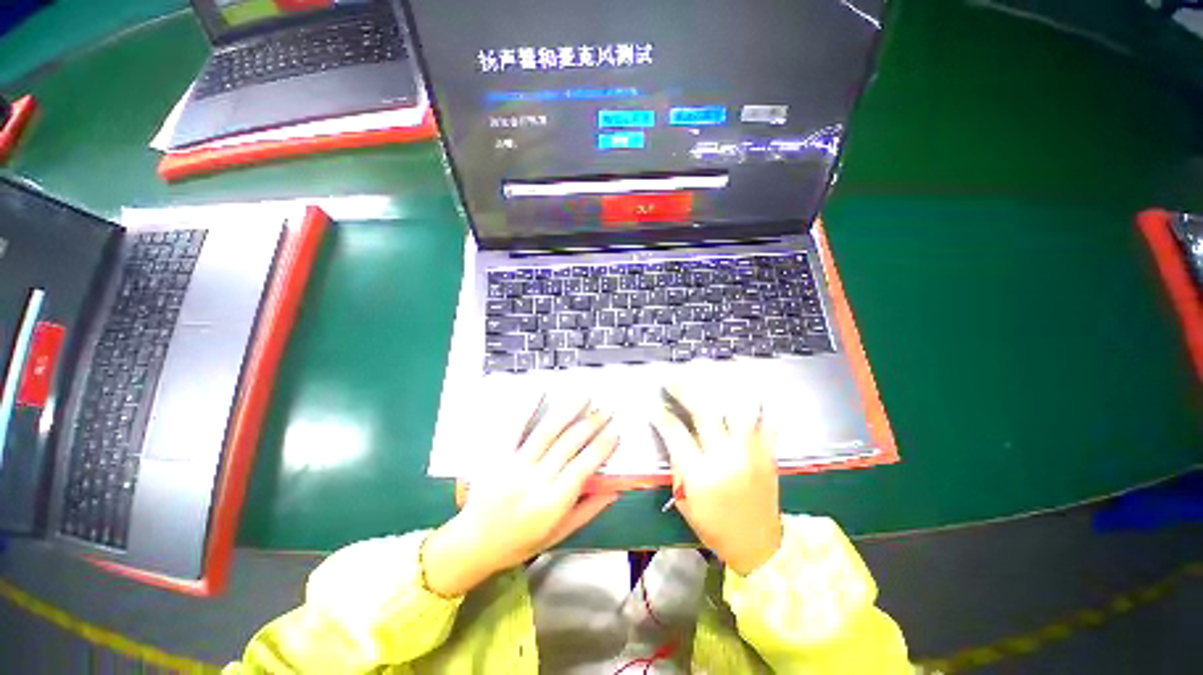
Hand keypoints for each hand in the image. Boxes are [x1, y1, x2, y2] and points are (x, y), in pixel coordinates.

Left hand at [422, 398, 619, 596]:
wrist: (473, 544)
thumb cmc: (519, 543)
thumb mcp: (558, 535)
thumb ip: (588, 511)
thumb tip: (615, 490)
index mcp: (552, 503)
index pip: (584, 467)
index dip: (602, 447)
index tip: (615, 433)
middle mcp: (535, 480)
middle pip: (569, 444)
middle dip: (592, 423)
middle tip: (607, 410)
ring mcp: (515, 465)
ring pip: (547, 432)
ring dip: (568, 411)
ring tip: (585, 397)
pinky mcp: (498, 455)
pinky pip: (515, 428)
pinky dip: (528, 408)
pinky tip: (540, 392)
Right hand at [652, 388, 782, 574]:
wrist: (759, 546)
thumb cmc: (714, 526)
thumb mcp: (684, 499)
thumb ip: (678, 463)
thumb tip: (672, 435)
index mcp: (700, 474)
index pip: (675, 432)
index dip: (661, 415)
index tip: (654, 405)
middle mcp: (725, 458)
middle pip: (704, 412)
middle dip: (684, 390)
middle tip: (672, 379)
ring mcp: (750, 454)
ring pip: (735, 410)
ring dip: (719, 391)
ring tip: (706, 378)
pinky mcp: (768, 455)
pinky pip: (764, 422)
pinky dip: (755, 406)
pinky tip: (745, 391)